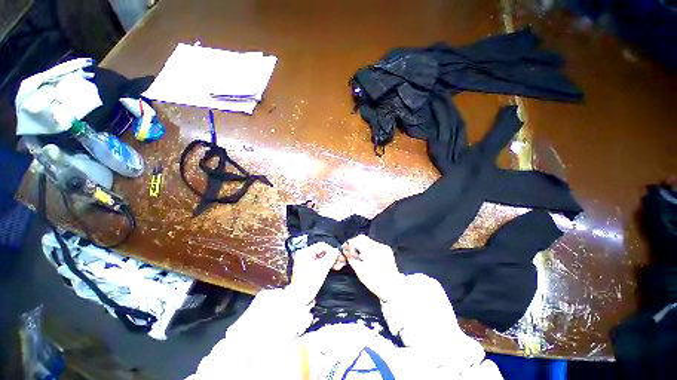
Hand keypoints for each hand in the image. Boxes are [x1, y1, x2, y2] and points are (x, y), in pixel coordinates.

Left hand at [287, 242, 341, 304]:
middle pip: (322, 251)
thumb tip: (337, 251)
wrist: (300, 299)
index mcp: (304, 252)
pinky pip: (320, 261)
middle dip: (332, 256)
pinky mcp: (308, 267)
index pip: (322, 245)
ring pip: (322, 256)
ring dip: (331, 260)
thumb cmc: (308, 284)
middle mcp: (304, 254)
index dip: (332, 250)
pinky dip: (327, 264)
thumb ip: (331, 257)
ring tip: (338, 264)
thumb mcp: (322, 268)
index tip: (338, 255)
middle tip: (340, 260)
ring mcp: (306, 261)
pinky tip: (334, 266)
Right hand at [343, 235, 400, 301]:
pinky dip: (369, 249)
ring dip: (362, 247)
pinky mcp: (387, 251)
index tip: (347, 249)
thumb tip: (346, 252)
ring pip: (369, 241)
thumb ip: (351, 259)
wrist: (392, 288)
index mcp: (371, 250)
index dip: (350, 243)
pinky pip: (375, 245)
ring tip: (361, 257)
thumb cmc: (375, 281)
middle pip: (363, 238)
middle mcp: (378, 246)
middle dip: (356, 244)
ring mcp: (383, 247)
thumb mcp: (359, 270)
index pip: (357, 239)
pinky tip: (368, 258)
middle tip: (352, 253)